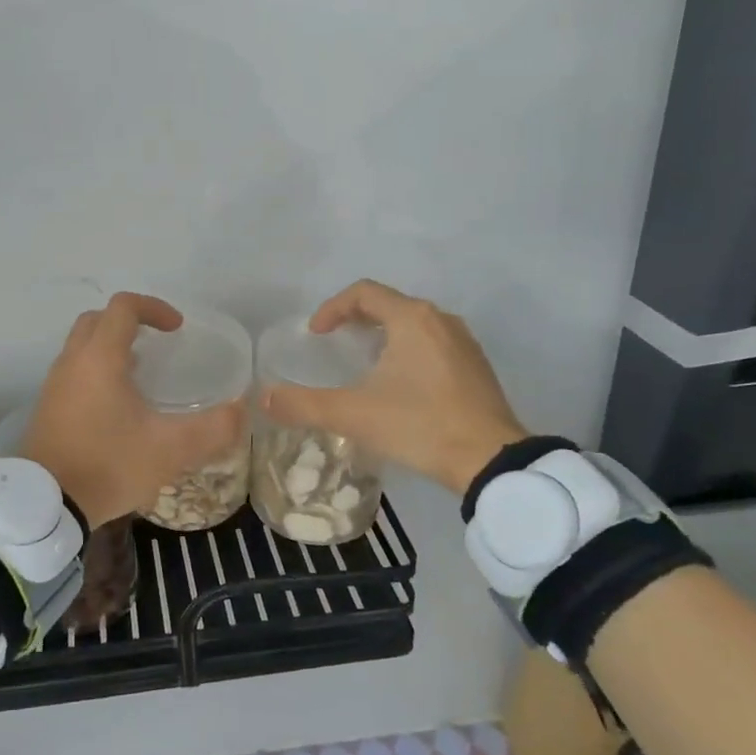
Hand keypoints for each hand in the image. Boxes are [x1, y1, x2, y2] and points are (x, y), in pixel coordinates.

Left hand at [21, 293, 245, 527]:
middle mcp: (72, 361)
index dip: (154, 308)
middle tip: (158, 344)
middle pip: (98, 319)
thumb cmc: (108, 465)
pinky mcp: (47, 407)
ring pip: (82, 346)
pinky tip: (118, 405)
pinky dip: (97, 370)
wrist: (45, 504)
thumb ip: (212, 429)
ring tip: (142, 374)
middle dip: (129, 322)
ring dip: (111, 347)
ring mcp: (55, 384)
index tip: (177, 329)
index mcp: (100, 358)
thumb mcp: (170, 450)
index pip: (124, 307)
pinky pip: (74, 371)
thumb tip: (240, 410)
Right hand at [262, 280, 527, 494]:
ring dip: (383, 335)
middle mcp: (440, 320)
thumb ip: (304, 404)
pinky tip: (400, 386)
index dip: (332, 308)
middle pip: (389, 305)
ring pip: (414, 325)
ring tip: (363, 363)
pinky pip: (433, 344)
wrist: (492, 461)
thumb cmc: (420, 425)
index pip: (363, 293)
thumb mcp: (354, 415)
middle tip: (333, 345)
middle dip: (356, 320)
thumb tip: (263, 398)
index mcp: (412, 318)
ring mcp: (464, 343)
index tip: (315, 335)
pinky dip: (407, 352)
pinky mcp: (476, 367)